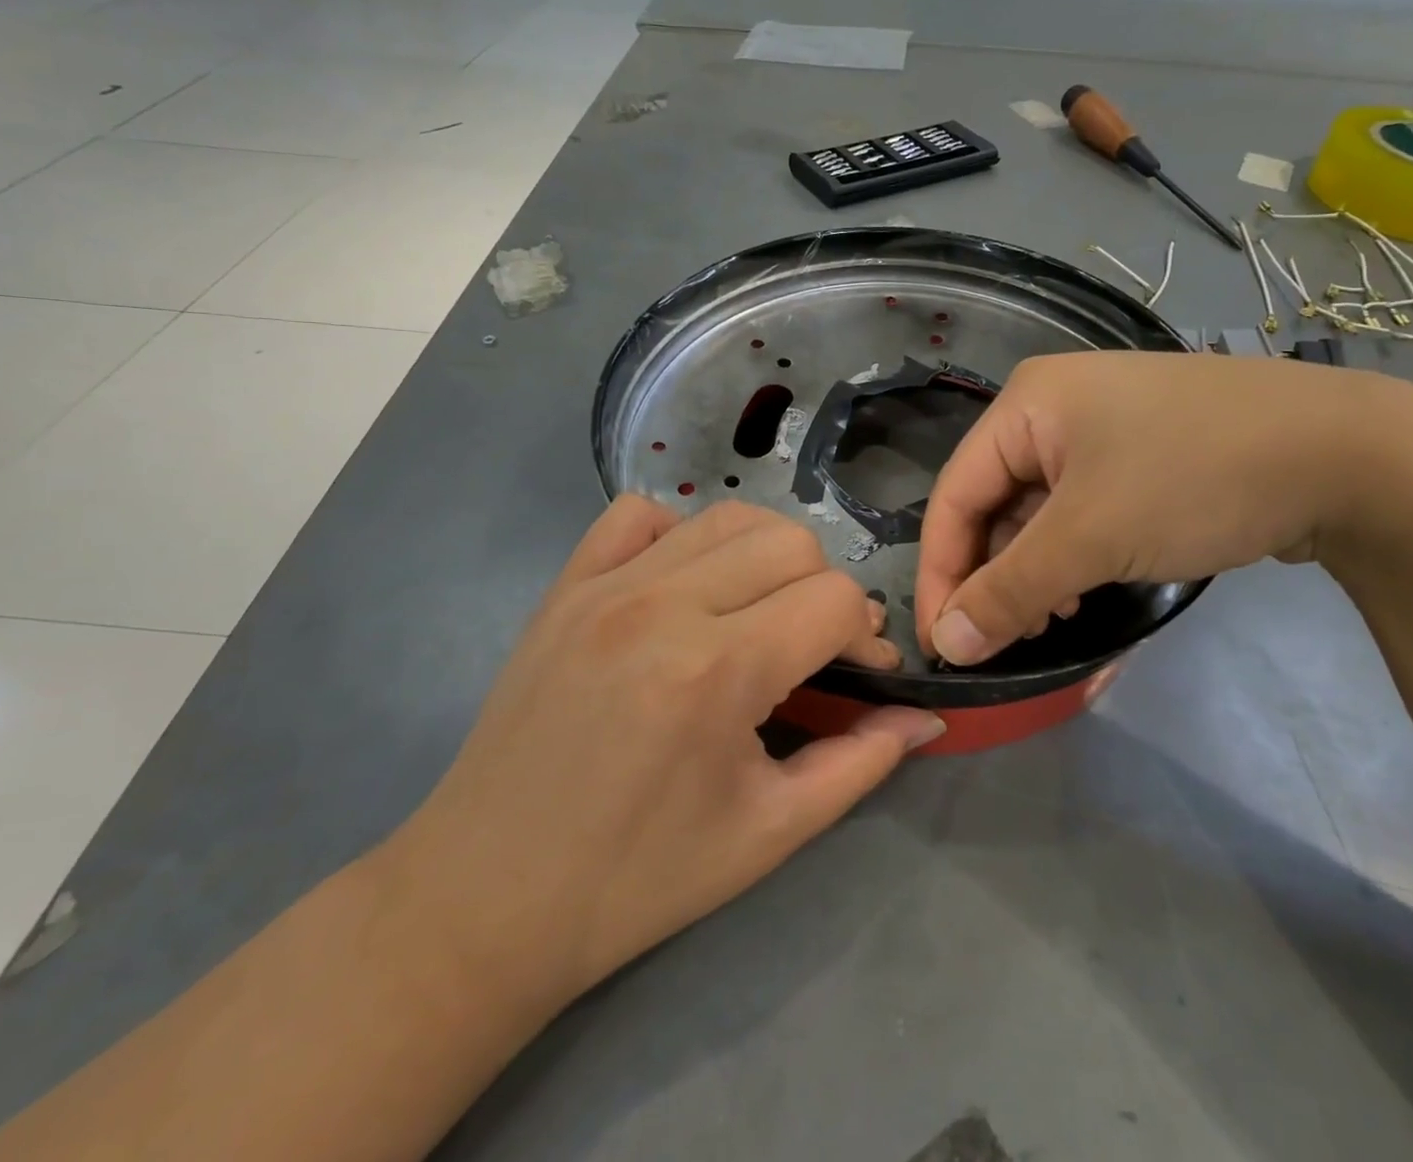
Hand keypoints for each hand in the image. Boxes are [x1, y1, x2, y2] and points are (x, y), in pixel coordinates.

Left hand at [385, 496, 943, 1014]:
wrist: (487, 896)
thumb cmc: (638, 878)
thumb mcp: (769, 833)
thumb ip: (861, 762)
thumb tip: (924, 716)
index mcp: (718, 672)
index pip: (835, 600)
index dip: (865, 637)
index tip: (861, 675)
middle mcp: (665, 606)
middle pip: (791, 542)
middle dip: (824, 589)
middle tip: (811, 647)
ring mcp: (607, 586)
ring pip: (727, 517)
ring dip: (766, 557)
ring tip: (758, 612)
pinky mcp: (565, 586)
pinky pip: (637, 515)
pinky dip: (679, 533)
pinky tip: (684, 584)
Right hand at [914, 351, 1380, 664]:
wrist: (1350, 454)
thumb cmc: (1195, 479)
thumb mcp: (1090, 537)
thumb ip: (1010, 592)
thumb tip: (948, 645)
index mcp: (1025, 404)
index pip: (954, 495)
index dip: (940, 571)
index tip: (941, 643)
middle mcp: (1053, 407)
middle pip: (993, 503)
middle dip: (991, 575)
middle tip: (998, 641)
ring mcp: (1100, 429)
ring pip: (1036, 512)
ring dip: (1031, 571)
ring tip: (1046, 622)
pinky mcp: (1140, 454)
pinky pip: (1079, 511)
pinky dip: (1070, 555)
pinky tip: (1082, 592)